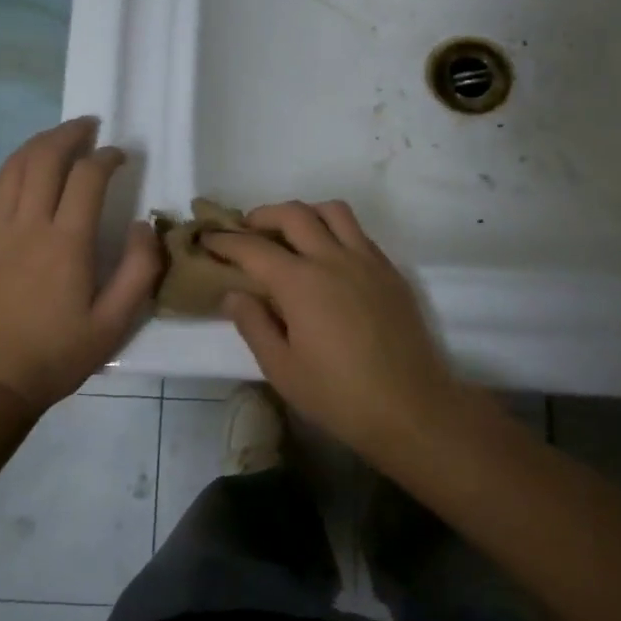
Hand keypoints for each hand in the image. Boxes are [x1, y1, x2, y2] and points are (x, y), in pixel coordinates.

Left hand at [0, 117, 162, 413]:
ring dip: (38, 144)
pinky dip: (6, 172)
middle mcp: (27, 225)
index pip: (87, 177)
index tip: (120, 155)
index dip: (107, 157)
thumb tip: (142, 225)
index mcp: (66, 244)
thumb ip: (139, 271)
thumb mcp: (115, 324)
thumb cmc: (58, 354)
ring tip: (58, 140)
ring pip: (13, 167)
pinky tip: (18, 176)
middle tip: (89, 127)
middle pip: (44, 157)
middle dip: (69, 134)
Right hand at [205, 201, 463, 457]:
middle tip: (246, 231)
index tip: (209, 239)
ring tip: (290, 234)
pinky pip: (359, 233)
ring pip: (333, 211)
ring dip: (304, 213)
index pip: (253, 248)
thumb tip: (234, 293)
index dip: (226, 241)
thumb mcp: (282, 369)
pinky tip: (328, 257)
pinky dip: (335, 230)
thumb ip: (253, 325)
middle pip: (293, 214)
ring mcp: (367, 260)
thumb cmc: (338, 396)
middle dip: (262, 215)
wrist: (411, 408)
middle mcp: (333, 258)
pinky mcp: (391, 271)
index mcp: (300, 282)